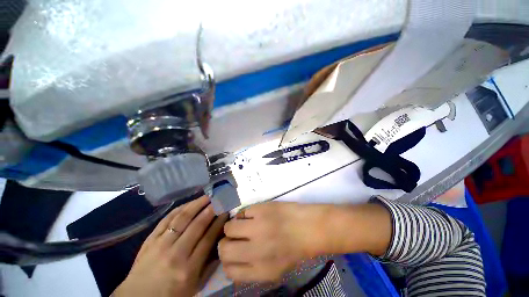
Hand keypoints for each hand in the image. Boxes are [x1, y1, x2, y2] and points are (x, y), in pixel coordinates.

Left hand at [113, 196, 227, 296]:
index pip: (208, 238)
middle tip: (219, 199)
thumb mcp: (195, 286)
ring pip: (182, 219)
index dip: (218, 222)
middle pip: (197, 225)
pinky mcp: (149, 240)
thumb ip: (209, 265)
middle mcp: (175, 254)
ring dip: (196, 205)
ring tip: (207, 196)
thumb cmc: (171, 295)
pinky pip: (166, 220)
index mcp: (188, 269)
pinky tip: (188, 204)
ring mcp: (160, 245)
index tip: (226, 211)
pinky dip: (179, 209)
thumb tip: (220, 241)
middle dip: (210, 209)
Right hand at [218, 202, 327, 282]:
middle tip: (235, 237)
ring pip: (229, 227)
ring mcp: (258, 228)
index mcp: (260, 271)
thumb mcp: (275, 269)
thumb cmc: (295, 248)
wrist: (310, 227)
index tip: (232, 252)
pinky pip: (242, 212)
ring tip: (244, 223)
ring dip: (234, 226)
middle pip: (224, 250)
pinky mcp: (261, 209)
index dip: (227, 260)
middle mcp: (256, 252)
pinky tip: (255, 214)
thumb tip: (233, 260)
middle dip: (226, 243)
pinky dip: (245, 214)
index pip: (229, 271)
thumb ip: (252, 269)